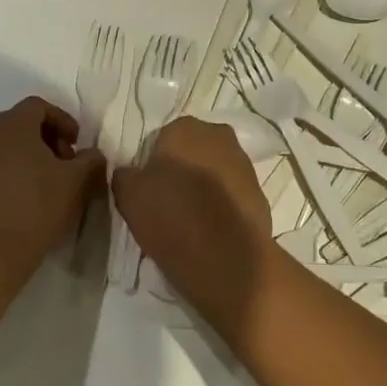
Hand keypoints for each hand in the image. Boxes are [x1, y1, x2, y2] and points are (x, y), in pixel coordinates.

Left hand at [0, 97, 105, 282]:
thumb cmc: (35, 209)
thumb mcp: (76, 182)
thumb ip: (90, 160)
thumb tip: (91, 154)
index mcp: (11, 125)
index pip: (39, 106)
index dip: (63, 120)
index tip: (77, 144)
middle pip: (18, 124)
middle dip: (45, 139)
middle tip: (64, 164)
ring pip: (0, 147)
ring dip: (24, 157)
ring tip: (42, 185)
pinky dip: (5, 175)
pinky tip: (18, 202)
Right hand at [112, 116, 272, 317]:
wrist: (224, 257)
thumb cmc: (170, 214)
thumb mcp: (128, 194)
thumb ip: (125, 175)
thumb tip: (129, 173)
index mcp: (185, 127)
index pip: (162, 138)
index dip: (154, 163)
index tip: (149, 188)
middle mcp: (219, 136)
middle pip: (194, 151)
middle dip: (183, 170)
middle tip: (168, 201)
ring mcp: (245, 165)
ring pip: (216, 171)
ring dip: (205, 187)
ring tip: (190, 220)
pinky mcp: (261, 194)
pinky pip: (232, 196)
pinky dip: (223, 207)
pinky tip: (211, 231)